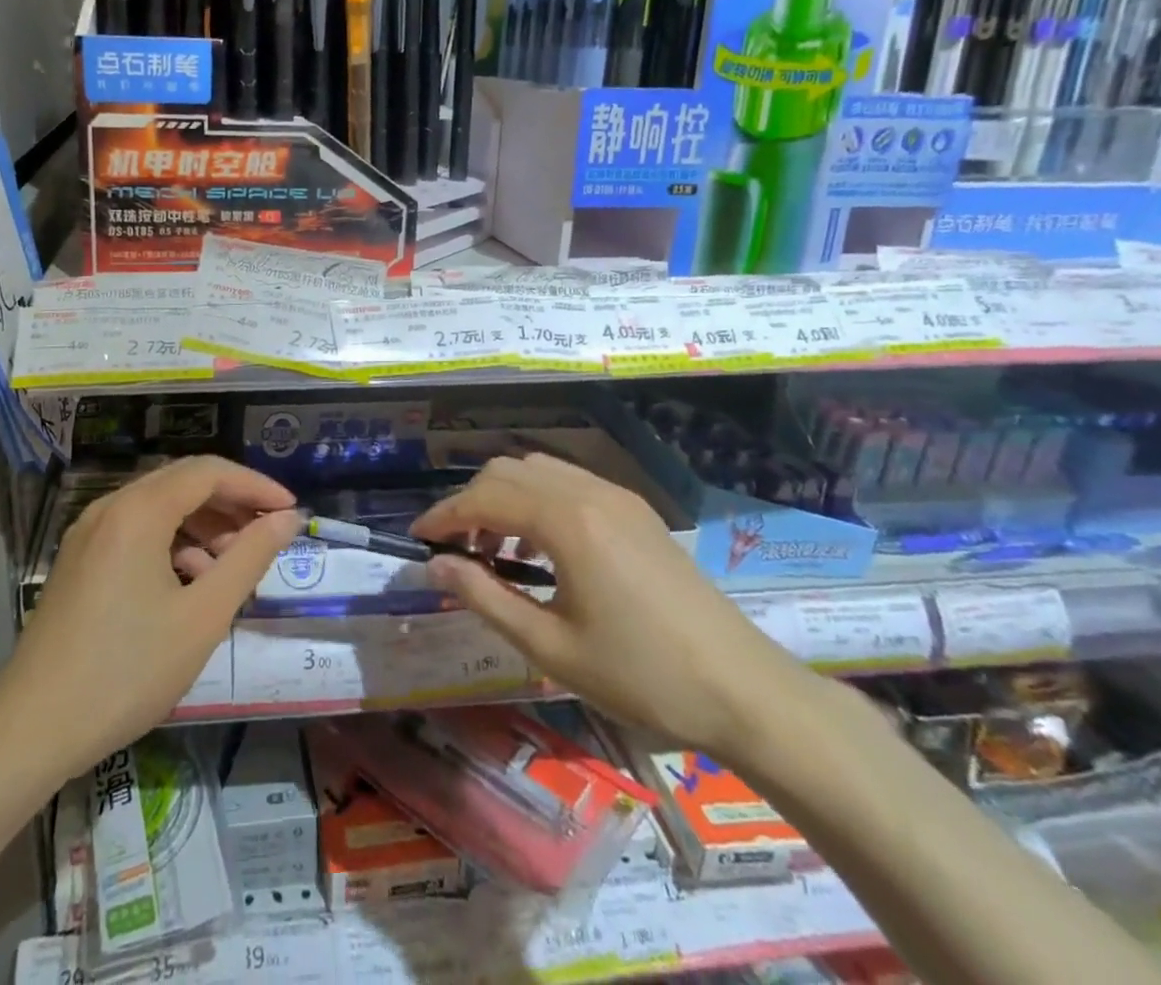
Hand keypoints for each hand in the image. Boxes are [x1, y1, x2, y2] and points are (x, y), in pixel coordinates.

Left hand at [0, 456, 300, 779]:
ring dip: (203, 524)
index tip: (290, 511)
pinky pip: (137, 530)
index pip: (209, 471)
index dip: (255, 486)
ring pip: (160, 506)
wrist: (32, 729)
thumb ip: (250, 558)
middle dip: (231, 503)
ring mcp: (89, 533)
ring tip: (232, 564)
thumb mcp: (203, 616)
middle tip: (267, 534)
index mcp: (138, 510)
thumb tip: (287, 519)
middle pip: (183, 482)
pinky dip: (172, 543)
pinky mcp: (80, 559)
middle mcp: (110, 507)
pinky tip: (189, 581)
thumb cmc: (127, 670)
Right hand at [410, 453, 815, 761]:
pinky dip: (538, 501)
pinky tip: (540, 548)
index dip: (443, 516)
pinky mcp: (635, 510)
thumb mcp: (552, 647)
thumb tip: (435, 567)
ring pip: (538, 470)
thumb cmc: (642, 675)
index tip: (416, 540)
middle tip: (453, 550)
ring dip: (505, 498)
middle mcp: (588, 491)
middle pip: (507, 472)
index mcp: (567, 521)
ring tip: (494, 551)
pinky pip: (569, 483)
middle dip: (470, 503)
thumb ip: (485, 598)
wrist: (744, 690)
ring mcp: (617, 496)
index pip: (484, 498)